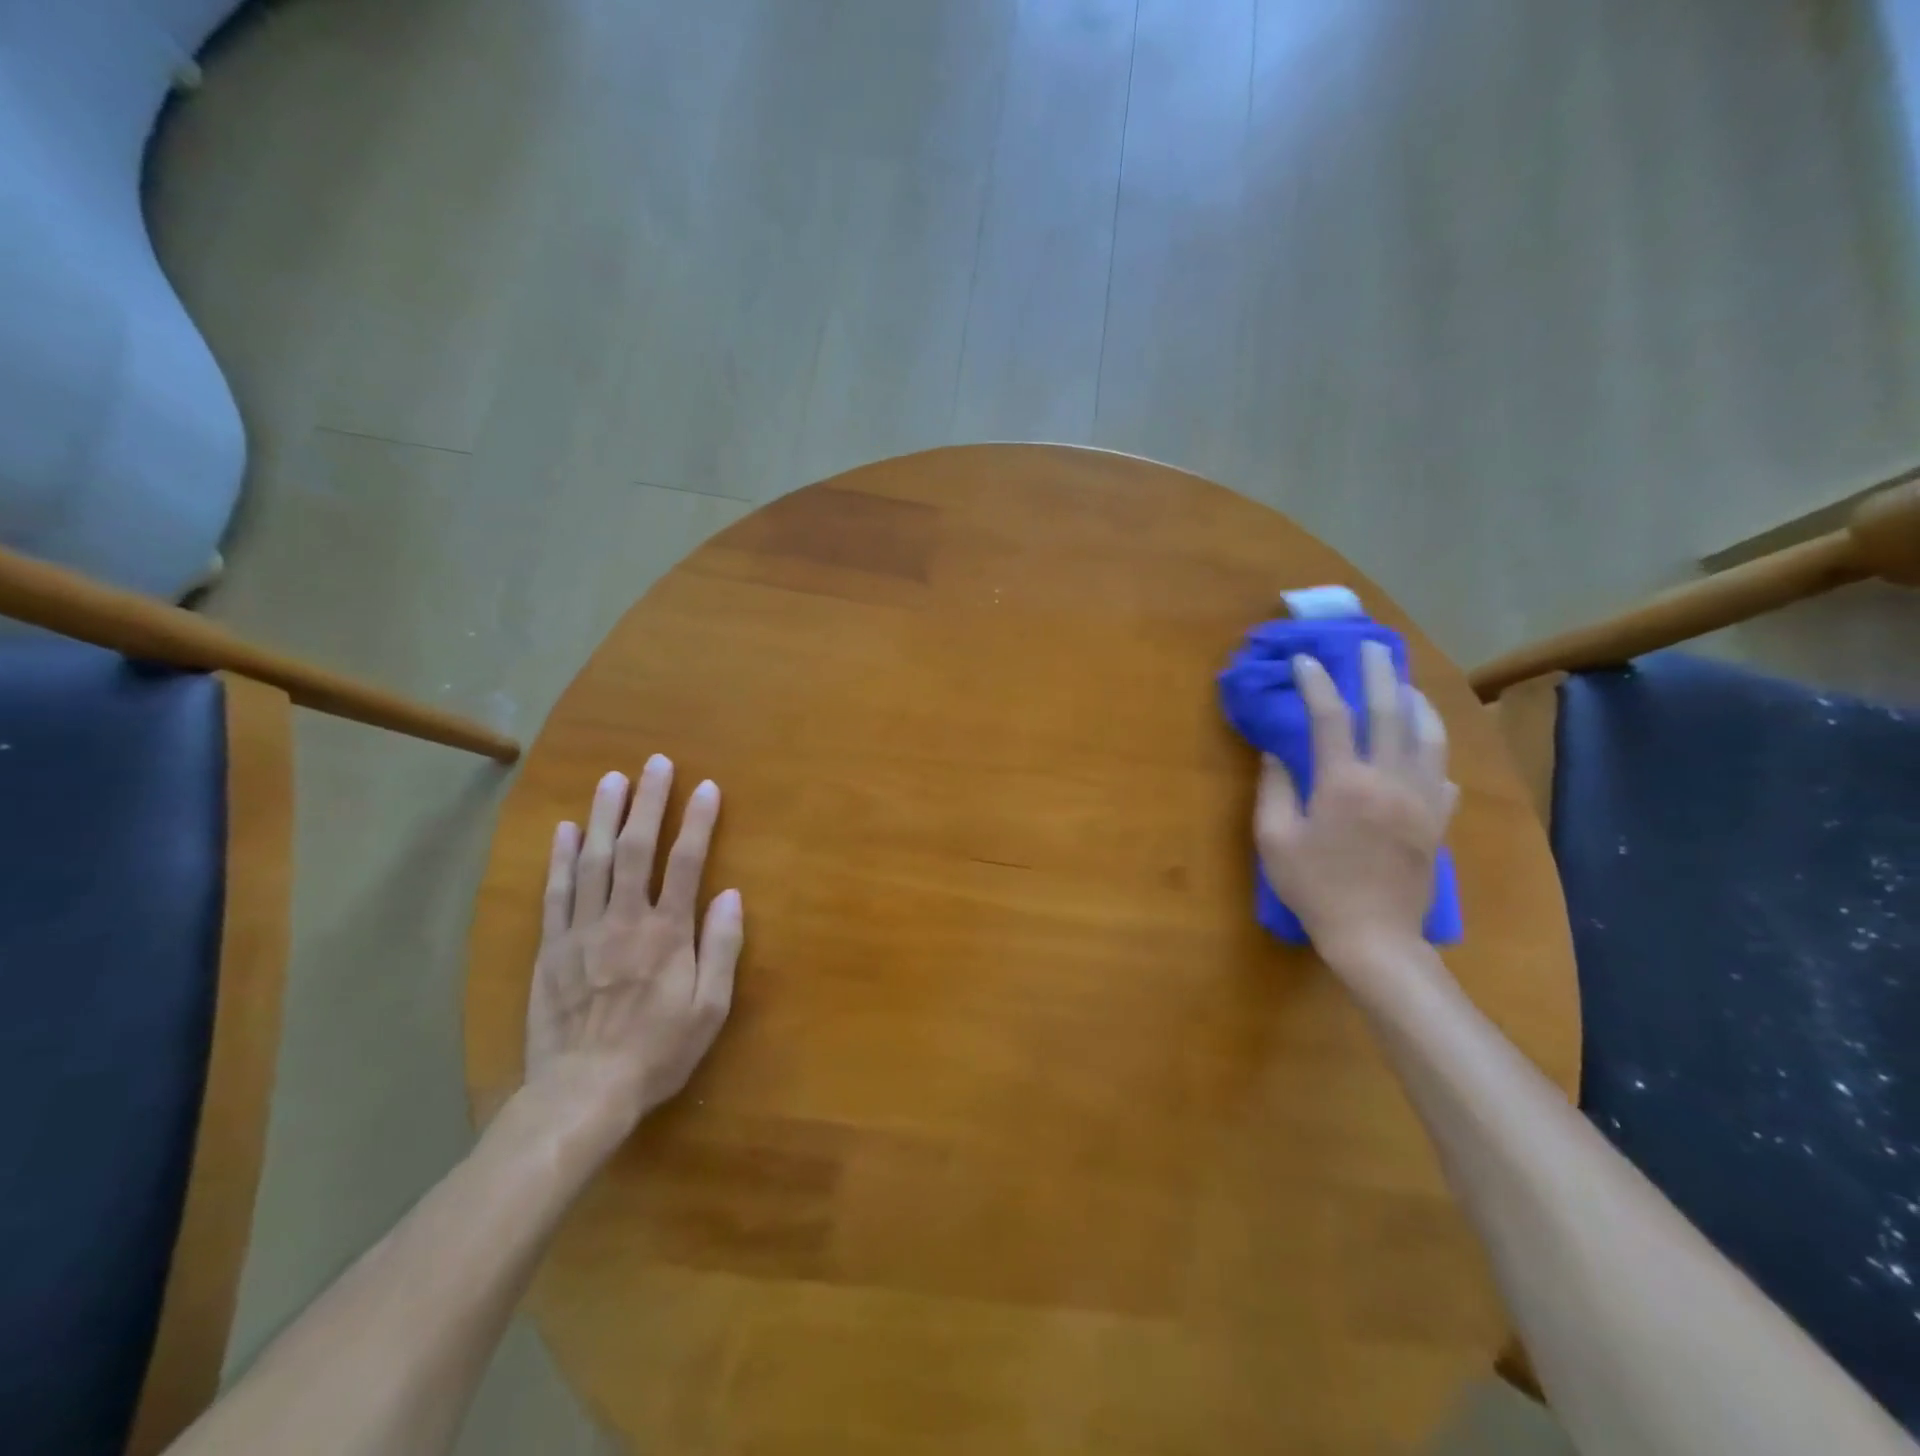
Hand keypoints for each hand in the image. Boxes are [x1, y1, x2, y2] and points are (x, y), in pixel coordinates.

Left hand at [524, 756, 743, 1142]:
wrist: (582, 1092)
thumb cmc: (657, 1051)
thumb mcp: (709, 1009)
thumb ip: (721, 948)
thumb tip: (730, 895)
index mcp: (667, 933)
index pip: (686, 863)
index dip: (697, 821)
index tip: (706, 787)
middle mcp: (624, 920)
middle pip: (635, 848)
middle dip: (647, 802)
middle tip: (654, 763)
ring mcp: (582, 930)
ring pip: (592, 860)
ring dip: (603, 816)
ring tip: (612, 779)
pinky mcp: (551, 947)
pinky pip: (555, 893)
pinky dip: (560, 858)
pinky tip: (565, 830)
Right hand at [1255, 642, 1456, 968]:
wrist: (1374, 936)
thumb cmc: (1315, 888)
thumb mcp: (1275, 840)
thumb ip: (1274, 790)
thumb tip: (1277, 754)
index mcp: (1344, 784)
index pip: (1330, 718)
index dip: (1316, 683)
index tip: (1305, 659)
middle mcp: (1389, 780)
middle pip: (1390, 711)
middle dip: (1379, 672)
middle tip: (1372, 646)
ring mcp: (1421, 799)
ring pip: (1428, 735)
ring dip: (1416, 701)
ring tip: (1404, 684)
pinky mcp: (1438, 820)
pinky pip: (1442, 772)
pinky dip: (1431, 750)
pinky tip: (1421, 748)